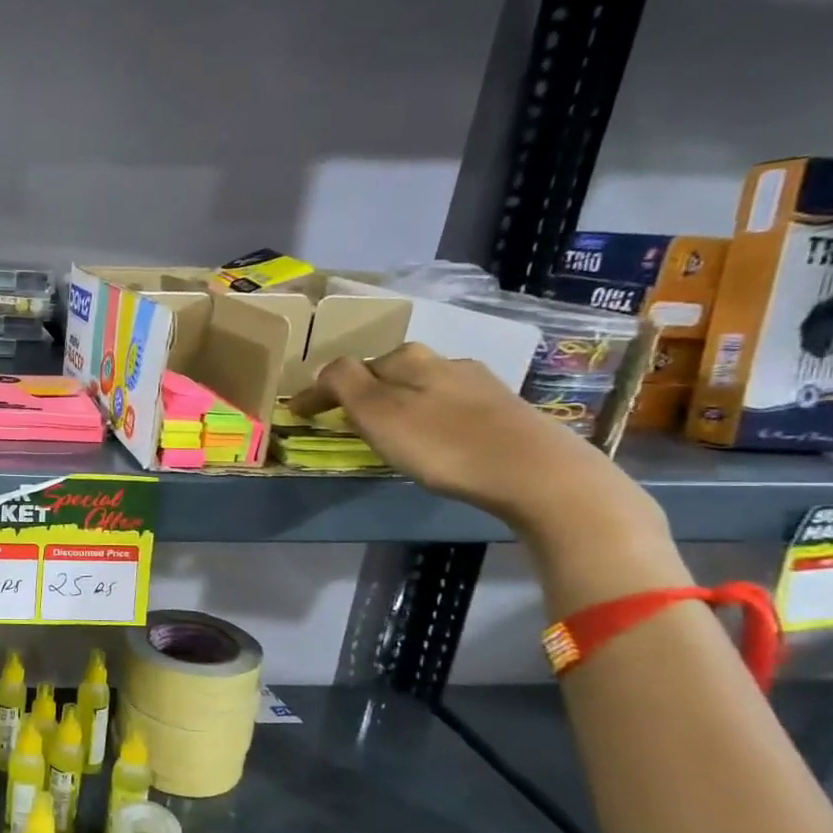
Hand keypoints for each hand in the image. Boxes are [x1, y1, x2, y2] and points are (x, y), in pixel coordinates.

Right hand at [289, 342, 657, 538]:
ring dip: (397, 402)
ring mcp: (479, 385)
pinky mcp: (504, 411)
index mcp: (408, 359)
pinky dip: (428, 416)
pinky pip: (448, 406)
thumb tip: (325, 370)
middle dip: (362, 389)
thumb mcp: (378, 413)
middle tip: (341, 416)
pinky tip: (433, 435)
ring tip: (385, 427)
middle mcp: (444, 361)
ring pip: (422, 387)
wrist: (537, 473)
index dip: (318, 391)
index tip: (295, 414)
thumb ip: (344, 384)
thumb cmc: (443, 444)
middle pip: (388, 372)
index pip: (348, 368)